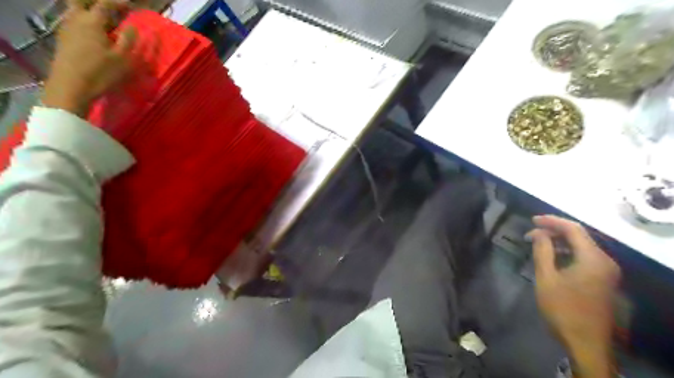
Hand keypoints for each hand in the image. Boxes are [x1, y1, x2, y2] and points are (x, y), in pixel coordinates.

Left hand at [41, 0, 135, 116]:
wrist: (71, 86)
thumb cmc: (101, 73)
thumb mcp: (123, 58)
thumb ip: (129, 40)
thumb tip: (132, 27)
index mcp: (92, 22)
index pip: (104, 5)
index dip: (117, 3)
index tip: (130, 4)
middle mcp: (76, 20)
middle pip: (82, 2)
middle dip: (97, 3)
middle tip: (112, 8)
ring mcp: (66, 29)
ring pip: (76, 11)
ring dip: (90, 12)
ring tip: (106, 22)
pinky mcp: (64, 40)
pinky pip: (74, 22)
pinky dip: (85, 22)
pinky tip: (95, 33)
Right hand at [529, 216, 617, 377]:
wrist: (586, 343)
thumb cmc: (563, 309)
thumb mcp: (547, 278)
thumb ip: (542, 251)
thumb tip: (538, 233)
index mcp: (593, 259)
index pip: (573, 229)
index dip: (551, 221)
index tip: (532, 220)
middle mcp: (605, 262)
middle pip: (580, 237)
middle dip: (554, 231)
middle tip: (531, 233)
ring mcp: (606, 272)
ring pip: (582, 248)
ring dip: (560, 243)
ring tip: (538, 243)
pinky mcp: (603, 281)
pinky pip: (584, 258)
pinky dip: (567, 253)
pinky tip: (552, 257)